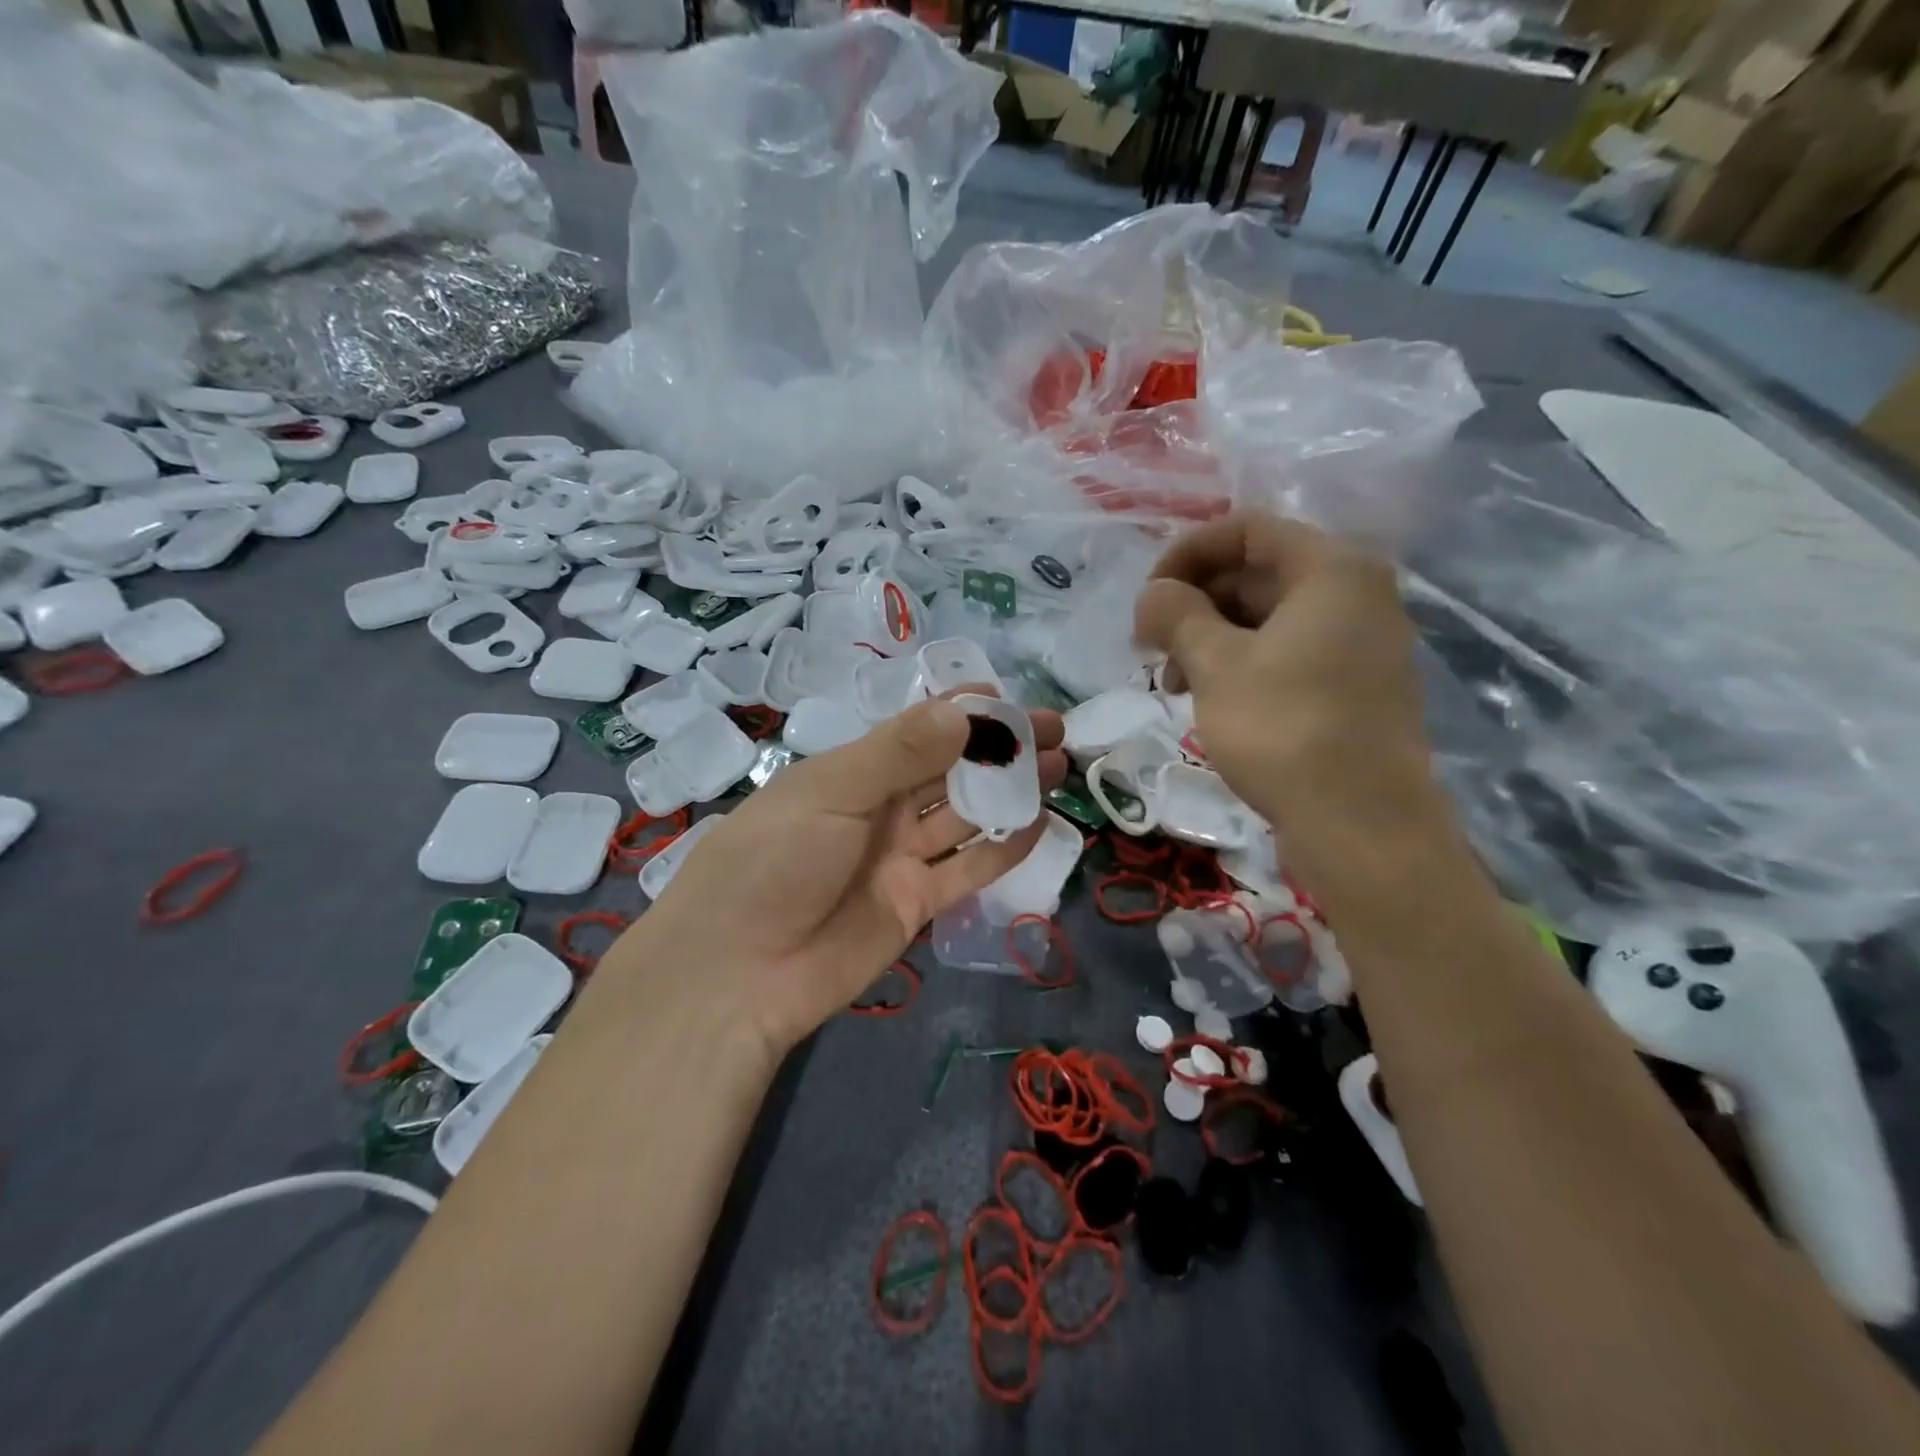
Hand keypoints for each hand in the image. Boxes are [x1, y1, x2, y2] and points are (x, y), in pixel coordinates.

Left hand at [622, 693, 1066, 1057]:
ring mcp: (899, 858)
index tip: (1013, 701)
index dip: (965, 712)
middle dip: (1001, 749)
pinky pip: (968, 870)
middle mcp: (880, 808)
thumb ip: (899, 753)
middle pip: (951, 770)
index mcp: (852, 771)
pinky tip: (1040, 824)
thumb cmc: (772, 863)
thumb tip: (967, 711)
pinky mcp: (915, 903)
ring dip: (1010, 791)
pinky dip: (1003, 849)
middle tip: (1057, 734)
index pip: (918, 730)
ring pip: (966, 816)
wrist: (738, 974)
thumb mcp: (830, 794)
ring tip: (1061, 769)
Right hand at [1134, 511, 1439, 860]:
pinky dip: (1242, 664)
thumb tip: (1153, 594)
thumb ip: (1176, 614)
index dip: (1187, 553)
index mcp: (1331, 569)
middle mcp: (1356, 594)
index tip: (1148, 597)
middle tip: (1151, 646)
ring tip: (1173, 682)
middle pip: (1258, 572)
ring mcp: (1360, 643)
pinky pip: (1288, 652)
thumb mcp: (1215, 665)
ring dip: (1211, 638)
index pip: (1247, 529)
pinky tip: (1209, 699)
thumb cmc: (1284, 729)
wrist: (1361, 825)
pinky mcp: (1354, 686)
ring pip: (1269, 617)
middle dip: (1195, 602)